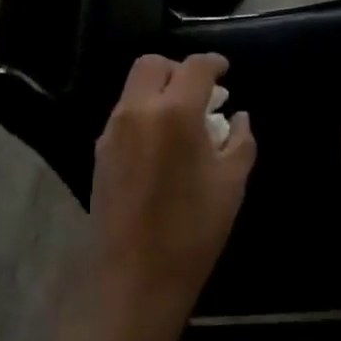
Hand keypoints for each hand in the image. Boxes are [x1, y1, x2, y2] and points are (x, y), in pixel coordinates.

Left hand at [89, 53, 254, 340]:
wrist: (137, 278)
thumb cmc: (194, 229)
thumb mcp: (232, 182)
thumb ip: (240, 140)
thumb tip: (238, 117)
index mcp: (174, 112)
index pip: (195, 67)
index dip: (214, 63)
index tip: (225, 71)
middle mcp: (137, 111)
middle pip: (153, 65)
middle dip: (179, 69)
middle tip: (201, 92)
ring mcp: (113, 131)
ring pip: (134, 88)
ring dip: (160, 91)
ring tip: (183, 120)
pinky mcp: (100, 152)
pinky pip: (124, 115)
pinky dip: (145, 113)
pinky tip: (162, 144)